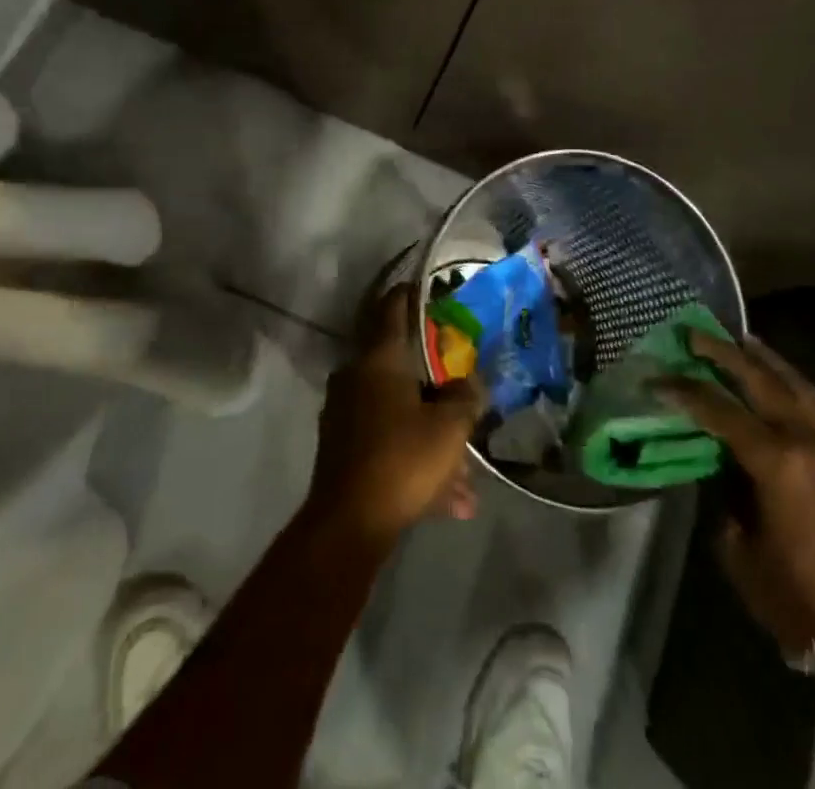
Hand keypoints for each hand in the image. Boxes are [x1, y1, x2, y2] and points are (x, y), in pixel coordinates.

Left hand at [308, 283, 483, 542]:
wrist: (348, 526)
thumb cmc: (402, 460)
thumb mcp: (449, 427)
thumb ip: (466, 397)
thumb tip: (471, 382)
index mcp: (378, 359)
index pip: (393, 308)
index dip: (412, 294)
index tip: (431, 288)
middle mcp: (356, 377)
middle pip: (401, 365)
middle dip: (437, 383)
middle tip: (464, 388)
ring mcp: (345, 413)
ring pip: (399, 411)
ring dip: (432, 434)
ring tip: (467, 476)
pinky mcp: (343, 448)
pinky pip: (388, 440)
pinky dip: (416, 458)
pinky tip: (451, 499)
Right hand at [659, 333, 814, 655]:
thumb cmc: (796, 596)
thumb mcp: (740, 549)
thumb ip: (725, 496)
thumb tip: (719, 466)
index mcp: (774, 461)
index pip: (718, 410)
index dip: (683, 391)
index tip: (656, 378)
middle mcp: (802, 439)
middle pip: (758, 380)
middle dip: (723, 352)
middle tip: (693, 332)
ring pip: (792, 383)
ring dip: (762, 358)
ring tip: (739, 338)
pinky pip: (809, 402)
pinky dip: (787, 380)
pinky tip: (773, 377)